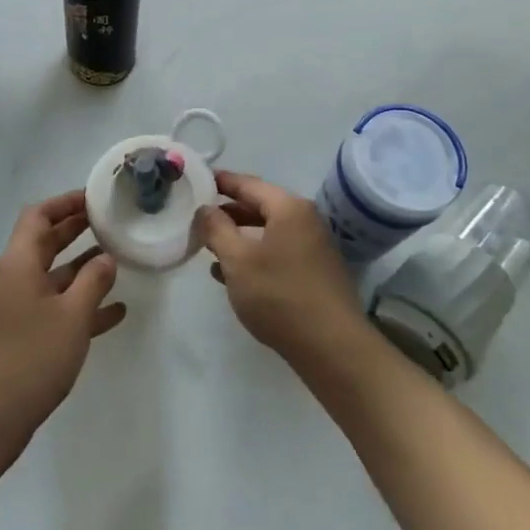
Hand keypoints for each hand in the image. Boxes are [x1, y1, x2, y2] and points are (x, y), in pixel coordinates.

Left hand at [0, 190, 126, 440]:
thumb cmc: (31, 355)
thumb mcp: (71, 314)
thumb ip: (93, 281)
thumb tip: (106, 258)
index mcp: (20, 262)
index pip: (39, 216)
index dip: (65, 202)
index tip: (96, 198)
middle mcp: (16, 279)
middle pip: (46, 242)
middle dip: (77, 230)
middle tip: (110, 222)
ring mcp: (19, 310)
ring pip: (55, 277)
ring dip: (83, 269)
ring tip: (119, 261)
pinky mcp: (25, 338)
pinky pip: (58, 310)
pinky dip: (83, 306)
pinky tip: (115, 313)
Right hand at [191, 171, 367, 369]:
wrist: (332, 348)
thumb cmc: (280, 296)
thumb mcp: (238, 260)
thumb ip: (216, 229)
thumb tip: (205, 208)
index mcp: (289, 208)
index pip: (248, 184)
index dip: (221, 181)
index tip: (198, 180)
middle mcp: (306, 220)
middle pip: (260, 206)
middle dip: (228, 212)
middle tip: (199, 217)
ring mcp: (314, 247)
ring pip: (268, 233)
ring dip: (239, 238)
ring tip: (209, 248)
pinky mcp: (315, 272)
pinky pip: (278, 253)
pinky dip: (255, 257)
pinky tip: (232, 275)